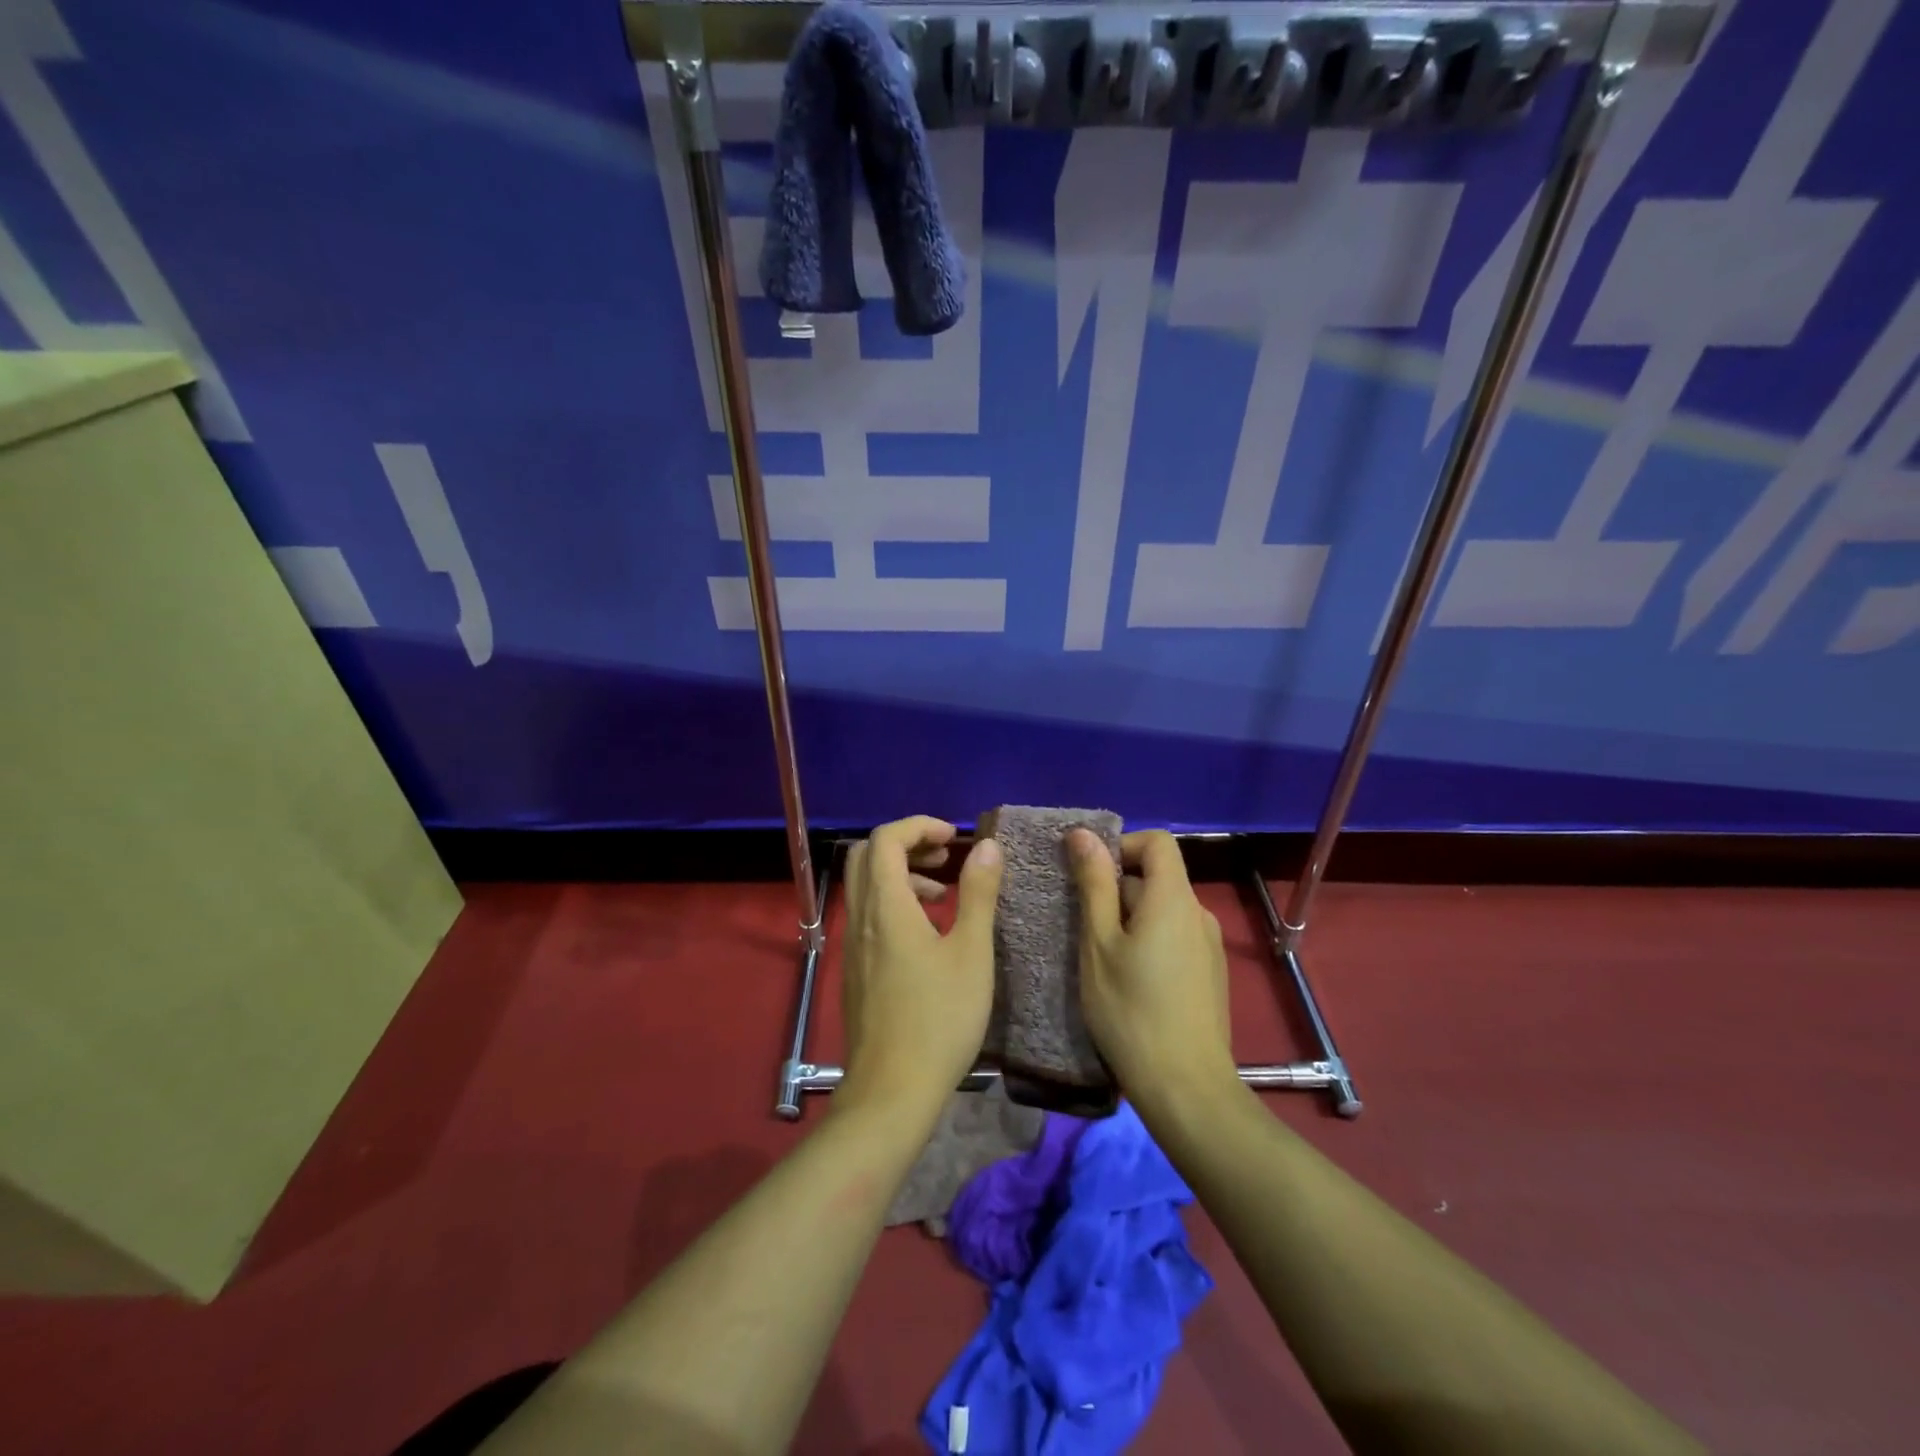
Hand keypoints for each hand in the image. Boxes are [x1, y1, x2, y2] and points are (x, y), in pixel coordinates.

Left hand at [838, 816, 1003, 1118]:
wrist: (892, 1090)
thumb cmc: (939, 1018)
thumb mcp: (971, 952)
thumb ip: (978, 893)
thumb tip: (986, 846)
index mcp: (886, 906)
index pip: (886, 838)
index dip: (919, 825)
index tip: (954, 837)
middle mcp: (861, 917)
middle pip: (868, 856)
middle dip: (906, 843)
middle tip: (944, 855)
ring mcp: (853, 945)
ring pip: (866, 886)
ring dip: (901, 874)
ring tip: (943, 893)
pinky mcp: (856, 970)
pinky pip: (868, 915)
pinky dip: (894, 903)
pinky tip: (927, 933)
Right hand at [1068, 829, 1237, 1114]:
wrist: (1185, 1088)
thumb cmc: (1131, 1010)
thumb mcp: (1098, 943)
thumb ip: (1094, 885)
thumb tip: (1083, 834)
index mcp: (1174, 899)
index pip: (1157, 842)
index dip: (1122, 845)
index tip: (1090, 876)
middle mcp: (1199, 914)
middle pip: (1157, 877)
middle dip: (1117, 889)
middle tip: (1083, 927)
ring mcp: (1209, 946)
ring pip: (1163, 911)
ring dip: (1130, 919)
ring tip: (1101, 958)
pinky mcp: (1210, 974)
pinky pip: (1175, 938)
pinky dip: (1148, 942)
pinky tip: (1129, 982)